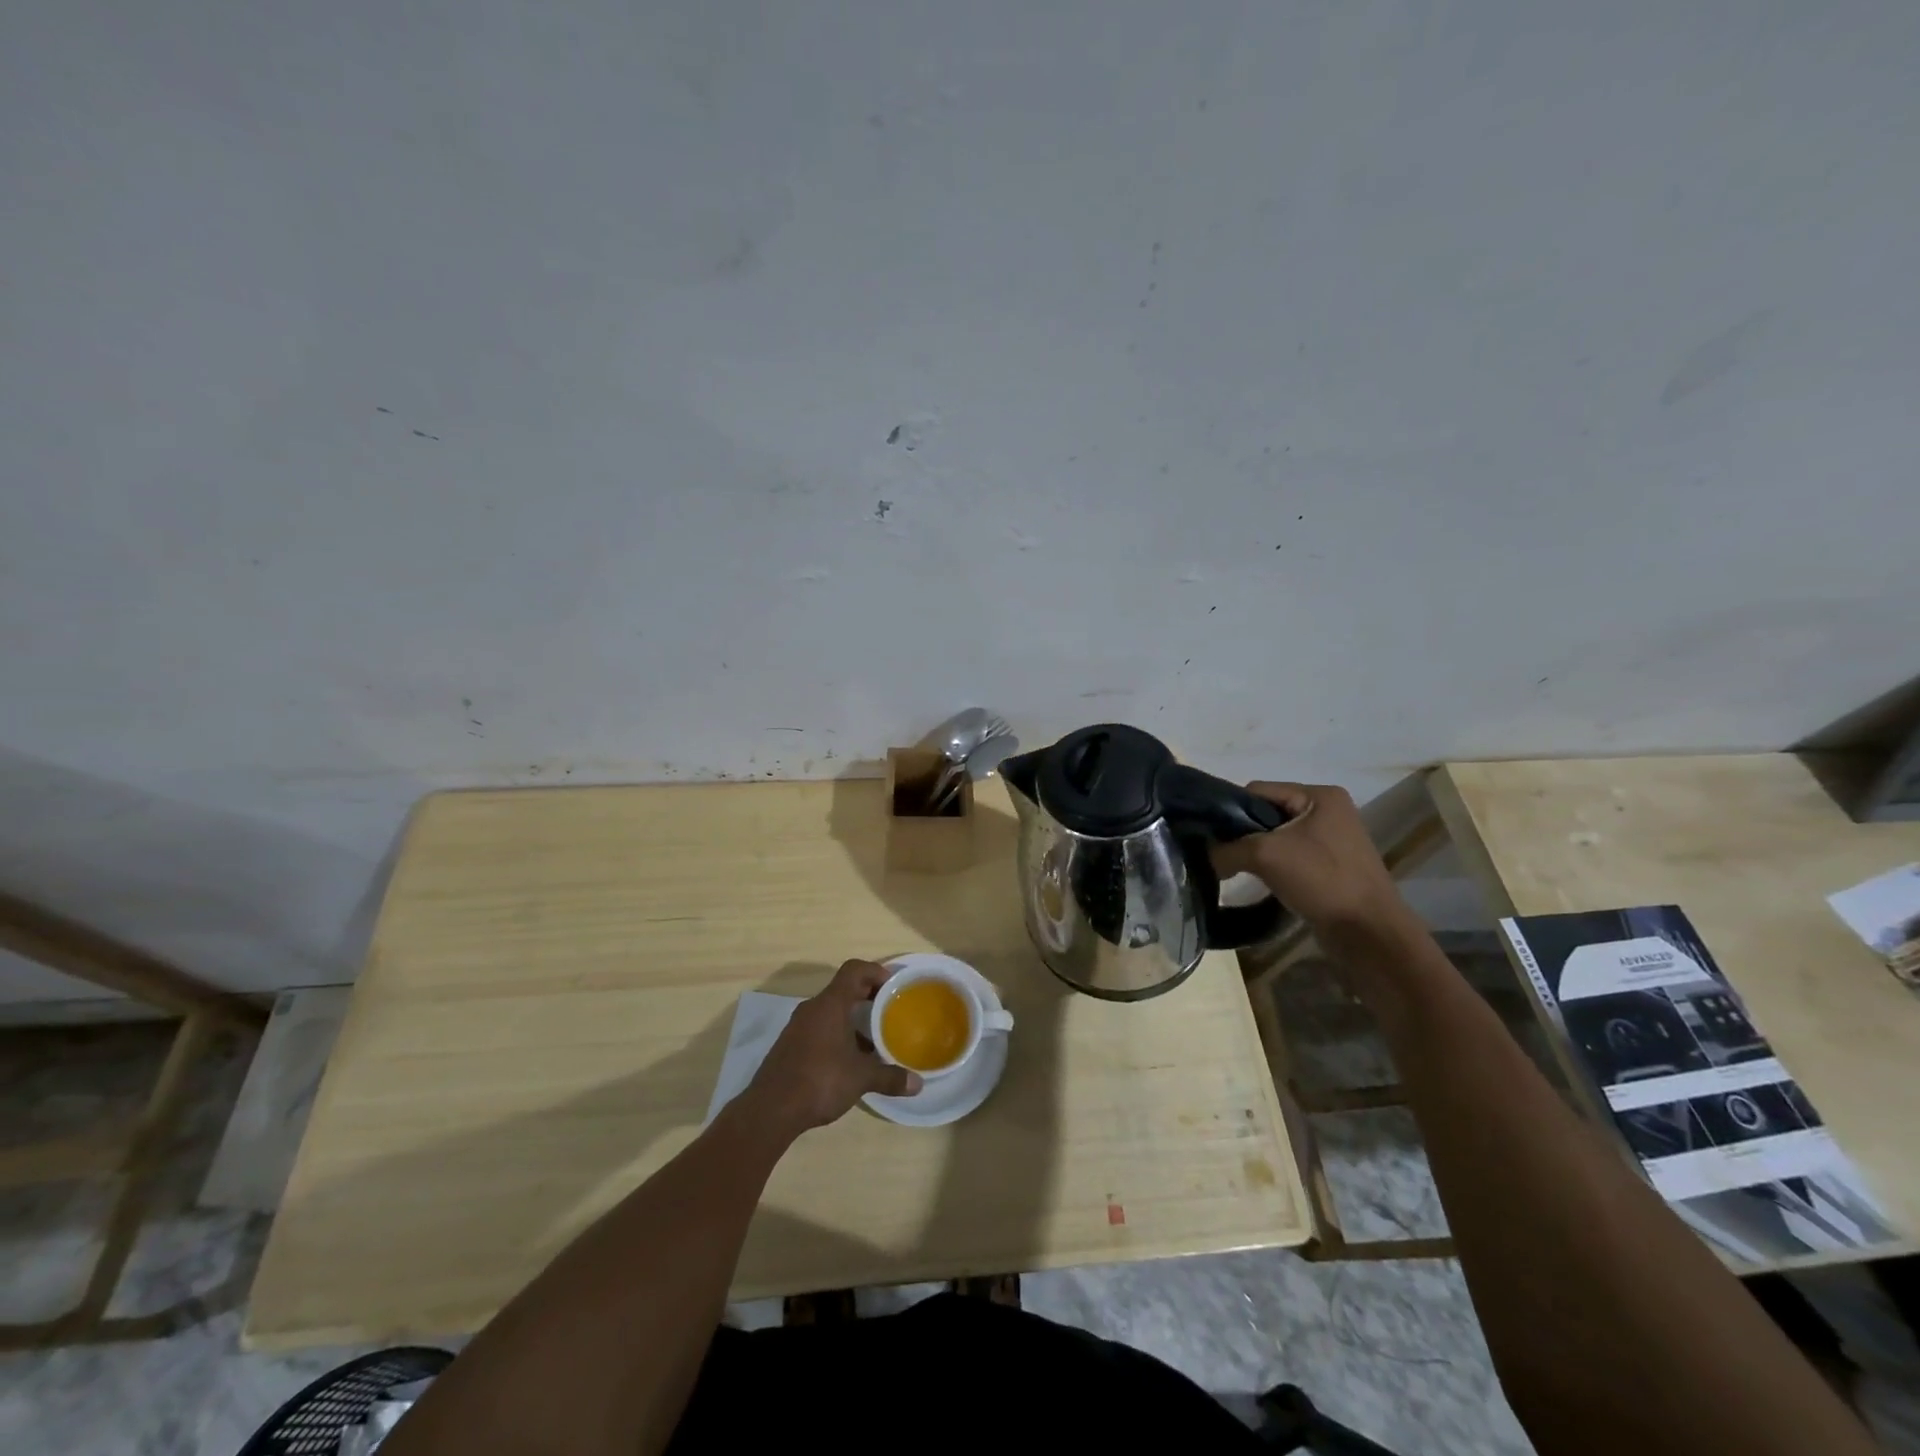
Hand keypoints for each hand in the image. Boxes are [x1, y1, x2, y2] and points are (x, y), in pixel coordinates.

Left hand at [740, 960, 920, 1138]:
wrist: (770, 1110)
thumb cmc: (819, 1081)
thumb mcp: (860, 1079)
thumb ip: (890, 1077)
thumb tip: (918, 1084)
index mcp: (830, 1004)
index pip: (854, 970)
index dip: (875, 971)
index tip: (892, 986)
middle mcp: (813, 1008)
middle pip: (843, 988)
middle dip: (868, 996)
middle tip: (889, 1010)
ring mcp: (798, 1026)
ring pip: (831, 1010)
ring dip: (852, 1017)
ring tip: (873, 1037)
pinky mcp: (790, 1045)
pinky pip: (819, 1027)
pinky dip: (837, 1033)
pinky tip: (849, 1059)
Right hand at [1212, 782, 1411, 939]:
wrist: (1368, 933)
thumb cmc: (1321, 879)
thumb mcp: (1265, 855)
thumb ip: (1227, 849)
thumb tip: (1204, 856)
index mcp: (1320, 795)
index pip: (1259, 791)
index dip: (1231, 810)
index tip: (1211, 835)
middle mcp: (1327, 811)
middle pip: (1266, 814)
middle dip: (1242, 834)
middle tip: (1221, 855)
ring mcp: (1331, 840)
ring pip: (1276, 838)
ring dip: (1255, 853)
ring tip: (1236, 870)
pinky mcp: (1329, 867)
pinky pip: (1289, 858)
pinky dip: (1271, 868)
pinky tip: (1258, 882)